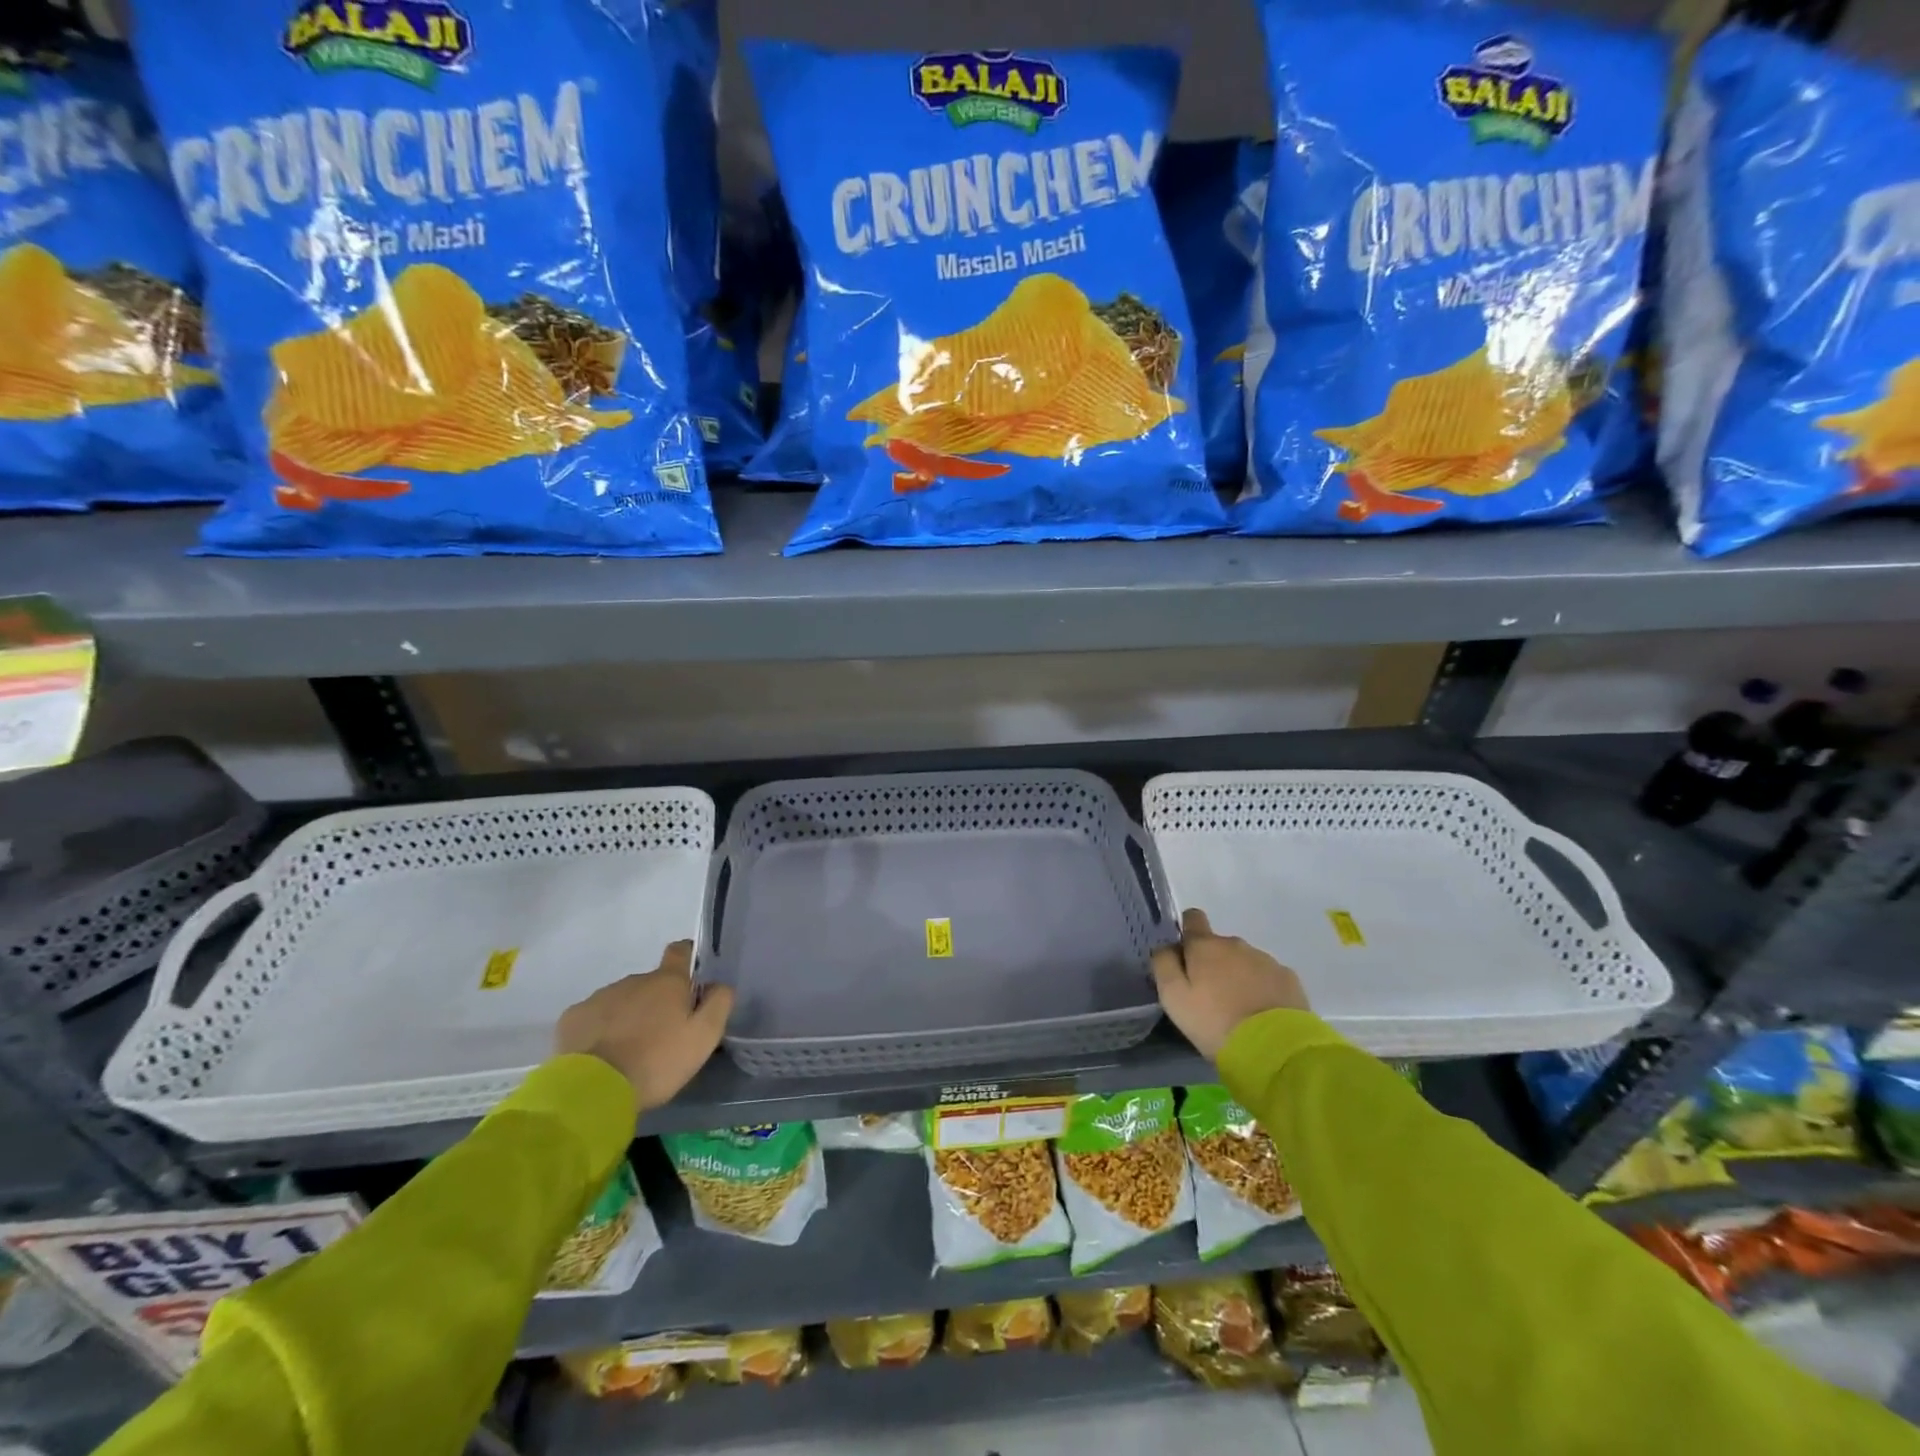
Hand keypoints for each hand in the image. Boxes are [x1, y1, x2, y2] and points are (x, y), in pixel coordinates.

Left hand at [554, 940, 732, 1109]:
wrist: (594, 1090)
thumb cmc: (657, 1061)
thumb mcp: (704, 1036)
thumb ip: (719, 1003)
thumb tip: (719, 984)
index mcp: (667, 981)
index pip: (681, 951)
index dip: (688, 957)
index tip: (691, 978)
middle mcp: (634, 980)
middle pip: (651, 983)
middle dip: (657, 1001)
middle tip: (661, 1035)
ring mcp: (600, 997)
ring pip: (622, 1000)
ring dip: (629, 1016)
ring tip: (629, 1050)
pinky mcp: (573, 1018)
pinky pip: (594, 1017)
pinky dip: (600, 1029)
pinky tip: (601, 1055)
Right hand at [1151, 908, 1309, 1059]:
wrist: (1274, 1048)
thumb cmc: (1215, 1022)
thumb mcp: (1173, 997)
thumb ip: (1164, 964)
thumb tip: (1166, 947)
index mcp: (1205, 946)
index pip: (1193, 918)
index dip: (1188, 931)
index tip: (1187, 955)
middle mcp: (1235, 944)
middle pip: (1219, 945)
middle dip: (1213, 963)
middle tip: (1210, 996)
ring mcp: (1265, 960)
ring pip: (1244, 961)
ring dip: (1238, 976)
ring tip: (1238, 1009)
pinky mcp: (1289, 979)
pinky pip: (1268, 976)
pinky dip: (1262, 988)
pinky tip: (1262, 1013)